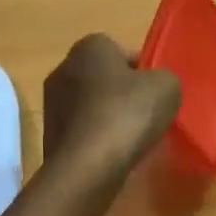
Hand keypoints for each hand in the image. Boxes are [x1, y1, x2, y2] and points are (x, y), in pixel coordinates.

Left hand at [42, 34, 180, 181]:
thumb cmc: (126, 115)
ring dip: (109, 117)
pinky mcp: (49, 135)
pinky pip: (82, 130)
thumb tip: (155, 86)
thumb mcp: (167, 87)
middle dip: (124, 93)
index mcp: (89, 47)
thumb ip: (164, 78)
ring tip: (132, 139)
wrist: (86, 168)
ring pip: (91, 105)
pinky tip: (113, 155)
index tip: (156, 92)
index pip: (121, 50)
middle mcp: (63, 68)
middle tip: (147, 114)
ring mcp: (51, 104)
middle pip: (104, 77)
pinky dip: (96, 139)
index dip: (143, 71)